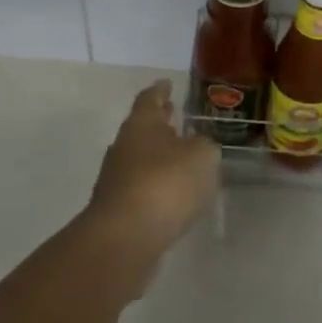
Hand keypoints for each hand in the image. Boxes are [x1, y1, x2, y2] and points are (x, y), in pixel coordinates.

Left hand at [84, 81, 220, 263]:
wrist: (125, 240)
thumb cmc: (165, 184)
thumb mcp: (202, 156)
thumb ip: (204, 146)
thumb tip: (197, 147)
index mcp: (142, 124)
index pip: (150, 98)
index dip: (161, 90)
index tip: (167, 82)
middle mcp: (124, 147)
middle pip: (143, 128)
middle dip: (160, 122)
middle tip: (175, 115)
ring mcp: (117, 180)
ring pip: (141, 158)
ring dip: (159, 155)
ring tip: (182, 157)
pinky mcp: (119, 210)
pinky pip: (142, 188)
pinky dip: (157, 185)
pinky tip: (175, 193)